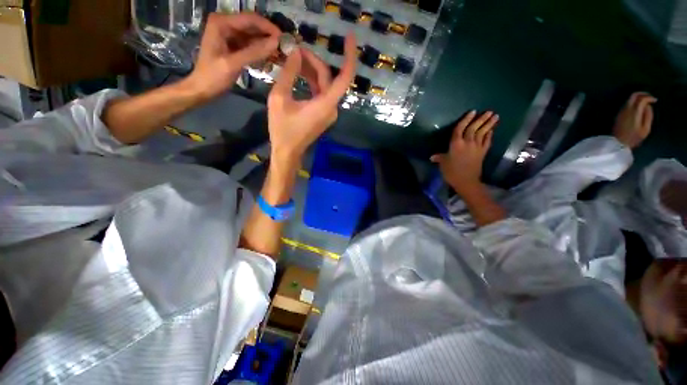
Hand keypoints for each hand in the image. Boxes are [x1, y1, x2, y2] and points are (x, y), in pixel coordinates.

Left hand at [184, 12, 279, 101]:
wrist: (202, 89)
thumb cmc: (213, 76)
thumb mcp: (233, 64)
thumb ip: (255, 52)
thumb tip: (276, 43)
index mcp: (221, 23)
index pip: (250, 19)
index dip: (269, 28)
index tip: (284, 40)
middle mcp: (225, 24)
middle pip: (253, 26)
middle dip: (269, 36)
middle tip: (285, 49)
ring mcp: (229, 35)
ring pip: (253, 35)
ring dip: (266, 44)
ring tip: (281, 55)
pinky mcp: (233, 45)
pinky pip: (251, 45)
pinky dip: (261, 51)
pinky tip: (271, 58)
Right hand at [267, 33, 356, 164]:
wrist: (288, 152)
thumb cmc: (282, 129)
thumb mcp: (279, 98)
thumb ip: (288, 73)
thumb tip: (295, 52)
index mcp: (326, 104)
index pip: (345, 78)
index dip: (349, 57)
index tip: (350, 38)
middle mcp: (332, 108)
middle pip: (329, 78)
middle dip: (314, 61)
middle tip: (296, 49)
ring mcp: (329, 112)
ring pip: (325, 85)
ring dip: (312, 71)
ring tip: (294, 58)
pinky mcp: (324, 115)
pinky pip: (321, 94)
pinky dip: (312, 82)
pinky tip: (300, 73)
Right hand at [431, 111, 498, 193]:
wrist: (466, 181)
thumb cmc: (451, 172)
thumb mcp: (443, 164)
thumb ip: (439, 158)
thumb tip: (432, 157)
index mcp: (456, 144)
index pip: (460, 129)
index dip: (466, 120)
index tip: (472, 111)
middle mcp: (467, 143)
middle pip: (474, 128)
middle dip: (481, 119)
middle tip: (489, 111)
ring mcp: (477, 147)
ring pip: (483, 133)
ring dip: (489, 124)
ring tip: (495, 116)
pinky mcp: (483, 153)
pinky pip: (487, 141)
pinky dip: (489, 135)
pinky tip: (491, 131)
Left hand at [613, 92, 656, 148]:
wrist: (617, 143)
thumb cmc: (633, 138)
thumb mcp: (645, 129)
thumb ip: (648, 116)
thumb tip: (648, 106)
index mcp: (634, 112)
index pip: (641, 99)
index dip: (649, 97)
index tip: (655, 101)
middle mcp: (626, 109)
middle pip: (633, 95)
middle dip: (643, 94)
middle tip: (650, 98)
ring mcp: (621, 111)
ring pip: (629, 99)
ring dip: (638, 98)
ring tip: (646, 102)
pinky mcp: (619, 114)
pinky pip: (627, 104)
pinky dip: (634, 102)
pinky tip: (639, 107)